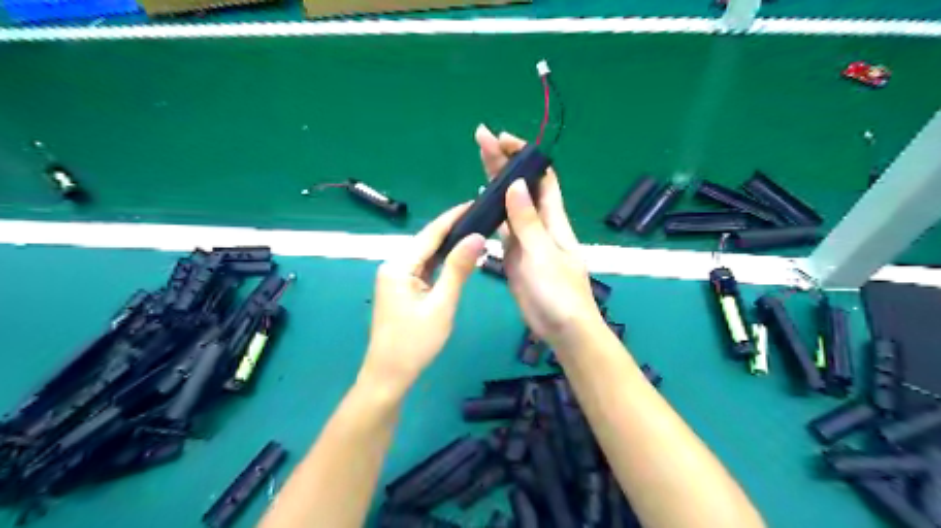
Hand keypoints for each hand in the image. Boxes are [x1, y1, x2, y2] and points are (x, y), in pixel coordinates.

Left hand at [362, 205, 484, 392]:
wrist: (389, 376)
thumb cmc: (415, 343)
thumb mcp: (441, 305)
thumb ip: (458, 269)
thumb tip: (476, 237)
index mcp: (399, 266)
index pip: (430, 233)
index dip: (453, 217)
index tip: (475, 202)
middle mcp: (393, 266)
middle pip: (427, 242)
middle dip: (454, 230)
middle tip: (482, 219)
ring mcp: (395, 278)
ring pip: (426, 256)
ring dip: (449, 247)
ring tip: (476, 234)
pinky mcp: (400, 289)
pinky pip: (424, 270)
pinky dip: (441, 264)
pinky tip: (458, 259)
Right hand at [479, 126, 602, 347]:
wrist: (562, 328)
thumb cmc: (559, 292)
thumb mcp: (543, 254)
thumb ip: (527, 221)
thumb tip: (516, 184)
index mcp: (553, 219)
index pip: (541, 177)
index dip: (525, 156)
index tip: (503, 140)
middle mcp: (540, 224)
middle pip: (521, 186)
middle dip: (504, 162)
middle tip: (481, 138)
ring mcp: (526, 240)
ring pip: (509, 205)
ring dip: (496, 184)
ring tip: (478, 160)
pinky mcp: (514, 256)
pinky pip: (502, 229)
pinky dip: (491, 214)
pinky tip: (480, 204)